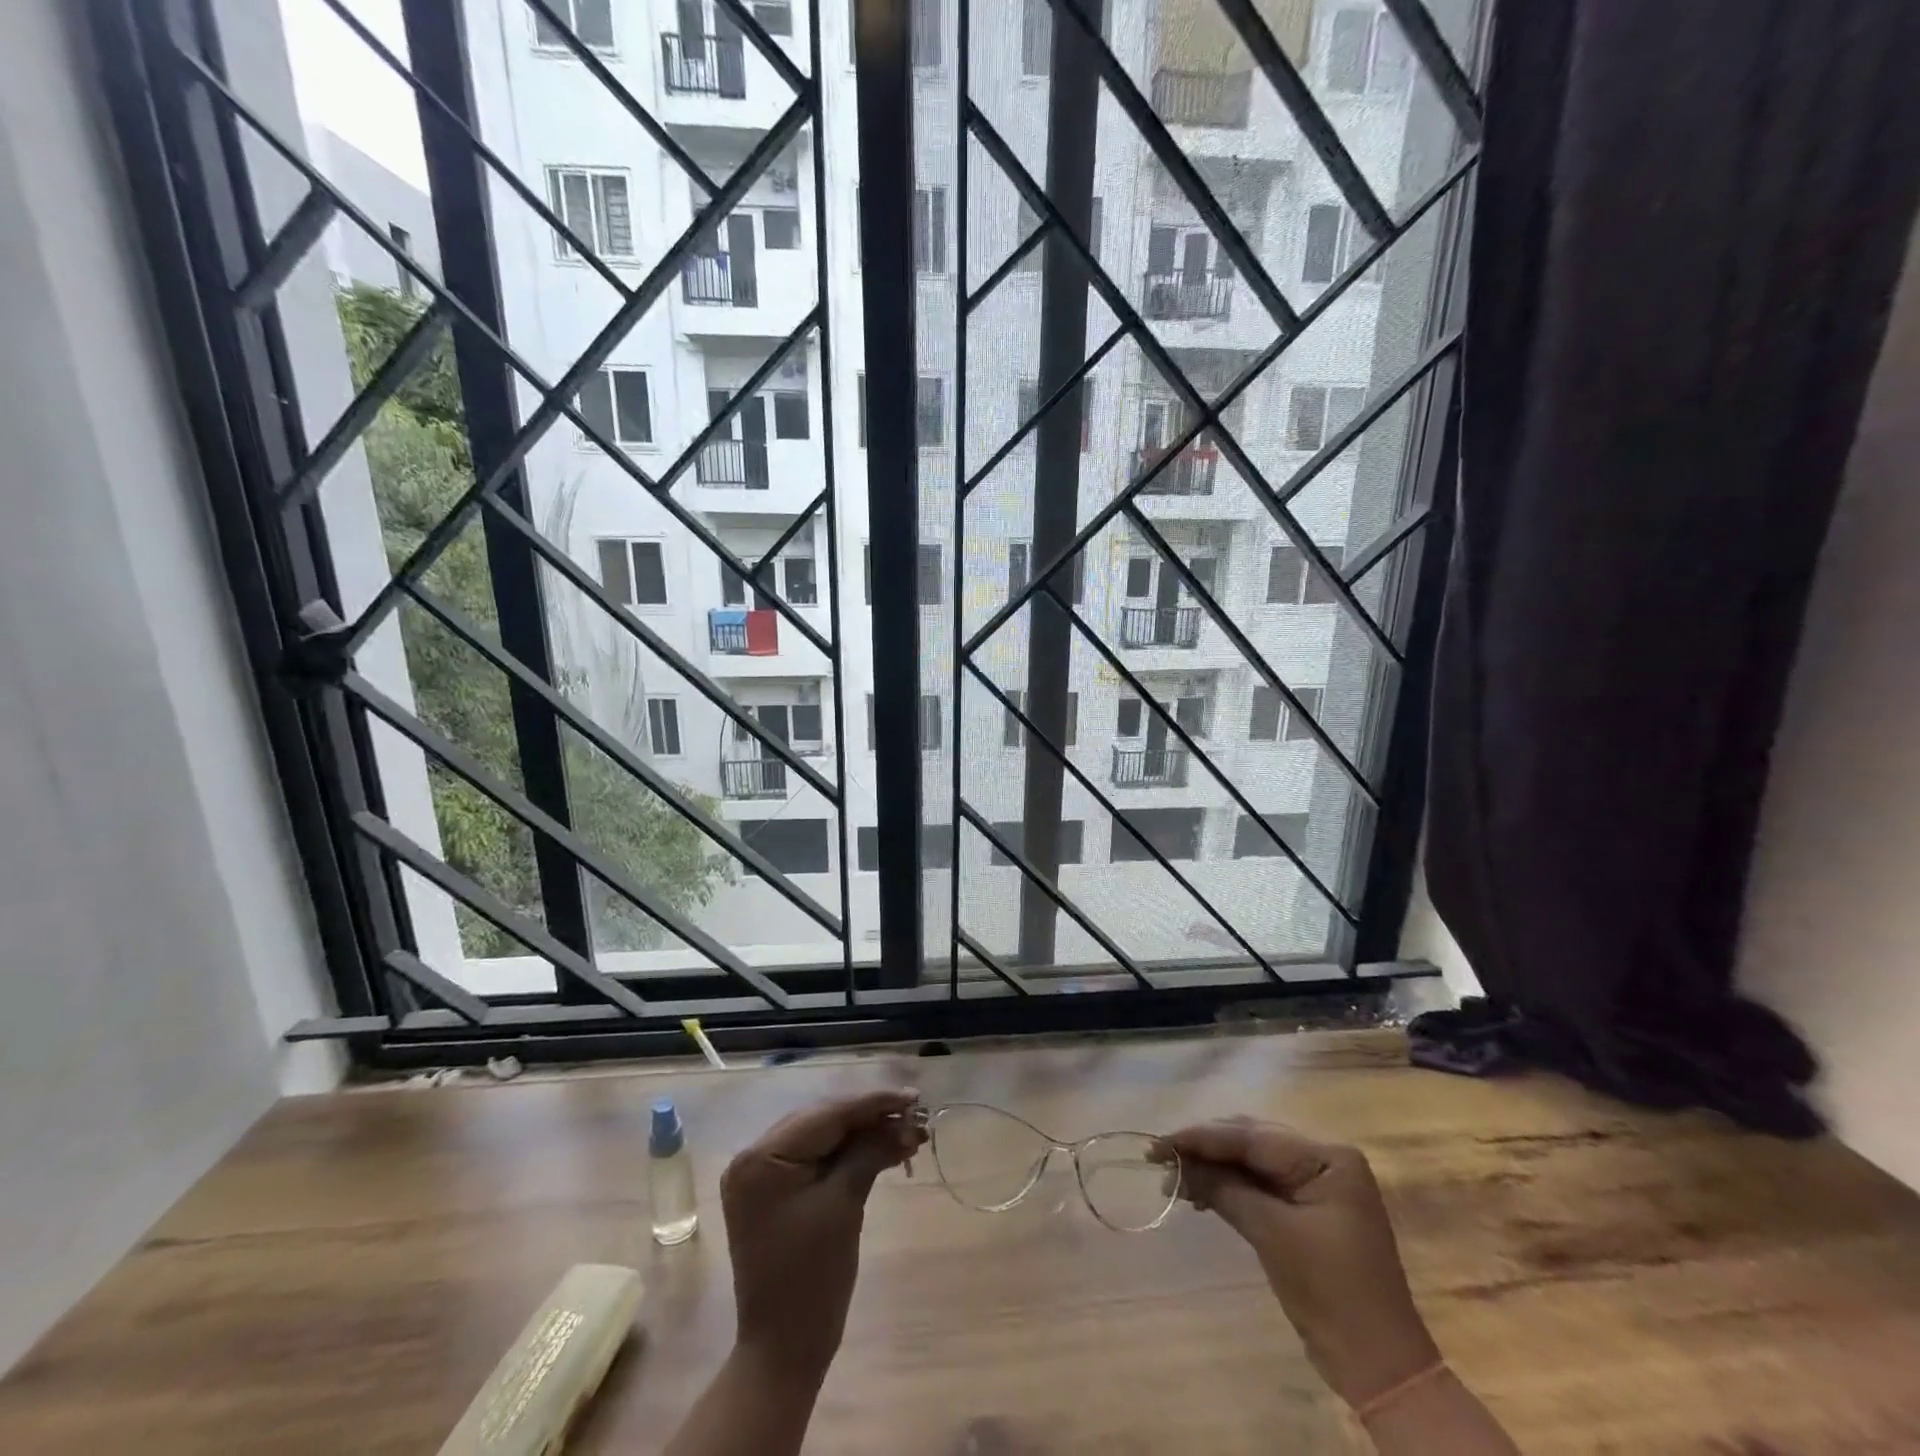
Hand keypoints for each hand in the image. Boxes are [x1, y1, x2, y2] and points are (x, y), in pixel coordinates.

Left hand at [718, 1088, 925, 1384]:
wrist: (785, 1349)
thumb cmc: (812, 1278)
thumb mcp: (844, 1204)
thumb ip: (871, 1151)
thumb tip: (906, 1120)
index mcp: (761, 1157)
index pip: (826, 1115)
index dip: (872, 1103)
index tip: (912, 1095)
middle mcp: (754, 1156)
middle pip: (824, 1122)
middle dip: (871, 1119)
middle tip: (914, 1115)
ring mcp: (763, 1175)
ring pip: (824, 1139)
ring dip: (865, 1136)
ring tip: (908, 1134)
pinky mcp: (776, 1192)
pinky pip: (817, 1160)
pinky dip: (850, 1156)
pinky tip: (885, 1152)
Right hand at [1166, 1118, 1439, 1408]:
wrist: (1380, 1366)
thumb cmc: (1332, 1293)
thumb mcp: (1273, 1234)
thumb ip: (1225, 1189)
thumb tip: (1176, 1164)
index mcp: (1327, 1156)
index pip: (1251, 1136)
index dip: (1201, 1137)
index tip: (1158, 1141)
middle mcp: (1324, 1159)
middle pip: (1250, 1141)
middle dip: (1204, 1148)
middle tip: (1160, 1156)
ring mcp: (1318, 1184)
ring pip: (1251, 1161)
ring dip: (1212, 1167)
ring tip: (1173, 1177)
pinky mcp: (1308, 1209)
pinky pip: (1260, 1184)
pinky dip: (1229, 1186)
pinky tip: (1199, 1193)